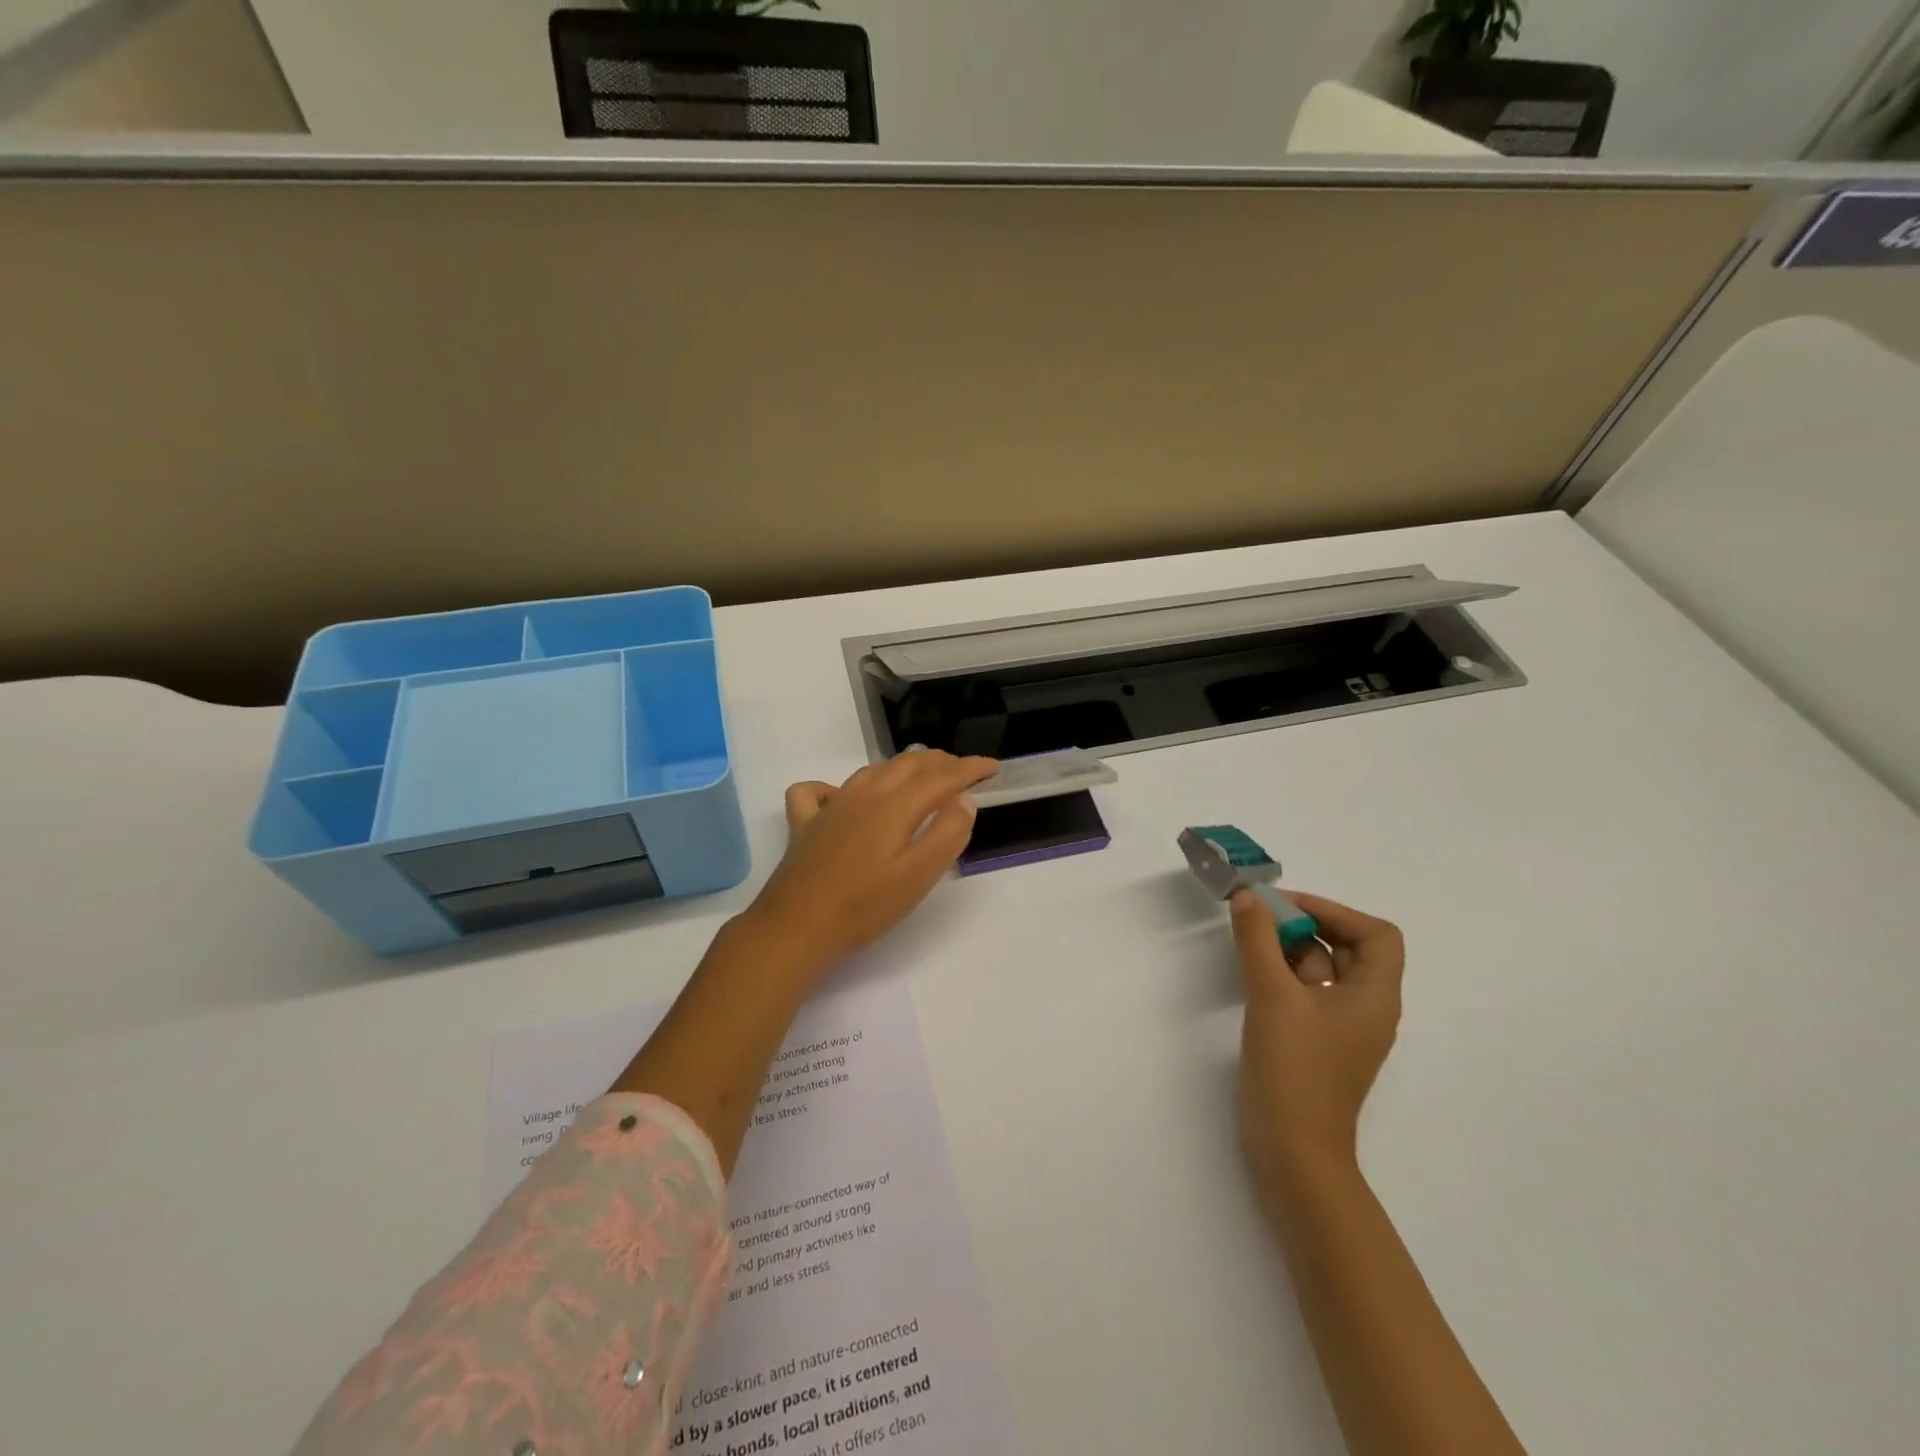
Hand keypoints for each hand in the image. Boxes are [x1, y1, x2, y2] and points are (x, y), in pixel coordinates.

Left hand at [744, 750, 998, 972]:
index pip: (941, 776)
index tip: (992, 767)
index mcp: (894, 805)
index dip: (970, 768)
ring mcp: (829, 806)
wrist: (796, 928)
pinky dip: (837, 786)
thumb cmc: (864, 907)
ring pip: (872, 771)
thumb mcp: (918, 876)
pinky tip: (842, 799)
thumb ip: (947, 834)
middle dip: (940, 762)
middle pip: (907, 764)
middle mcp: (863, 795)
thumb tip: (964, 800)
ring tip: (921, 776)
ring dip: (902, 767)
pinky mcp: (804, 823)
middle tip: (964, 770)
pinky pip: (818, 790)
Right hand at [1233, 890, 1404, 1195]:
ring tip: (1250, 941)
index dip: (1336, 911)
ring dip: (1291, 948)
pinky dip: (1284, 975)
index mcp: (1374, 996)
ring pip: (1324, 970)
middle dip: (1307, 924)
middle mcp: (1366, 1008)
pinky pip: (1307, 993)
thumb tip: (1248, 896)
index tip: (1288, 906)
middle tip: (1261, 917)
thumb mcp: (1272, 995)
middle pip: (1349, 948)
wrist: (1292, 1151)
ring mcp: (1341, 1028)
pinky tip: (1252, 974)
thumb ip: (1257, 940)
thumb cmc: (1294, 1069)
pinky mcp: (1317, 1043)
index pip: (1376, 934)